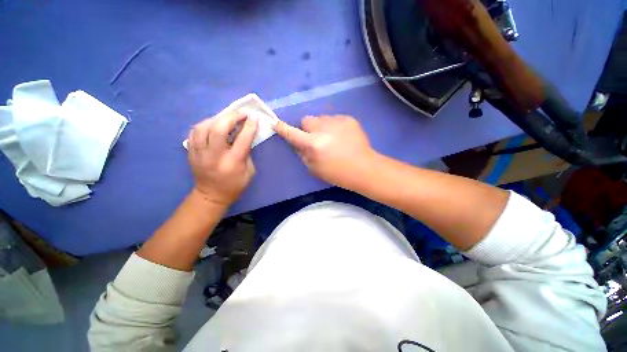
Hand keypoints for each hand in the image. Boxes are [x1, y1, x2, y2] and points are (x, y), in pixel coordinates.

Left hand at [187, 111, 257, 207]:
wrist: (211, 195)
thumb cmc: (235, 185)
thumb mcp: (250, 172)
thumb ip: (247, 153)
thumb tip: (246, 135)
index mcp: (232, 162)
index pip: (242, 139)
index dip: (249, 126)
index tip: (253, 117)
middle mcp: (214, 156)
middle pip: (218, 129)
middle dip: (231, 117)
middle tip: (240, 114)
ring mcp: (199, 154)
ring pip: (202, 127)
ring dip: (216, 119)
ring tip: (226, 118)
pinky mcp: (191, 152)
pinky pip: (194, 132)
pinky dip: (204, 125)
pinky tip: (212, 125)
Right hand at [274, 115, 376, 188]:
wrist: (364, 168)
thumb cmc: (338, 174)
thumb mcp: (315, 169)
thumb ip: (303, 154)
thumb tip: (297, 143)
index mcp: (314, 144)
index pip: (292, 133)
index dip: (283, 128)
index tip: (275, 123)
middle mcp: (323, 129)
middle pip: (307, 120)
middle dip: (307, 128)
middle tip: (315, 139)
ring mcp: (337, 122)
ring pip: (321, 119)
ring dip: (322, 127)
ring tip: (332, 138)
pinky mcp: (348, 119)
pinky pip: (334, 119)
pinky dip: (334, 126)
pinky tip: (343, 137)